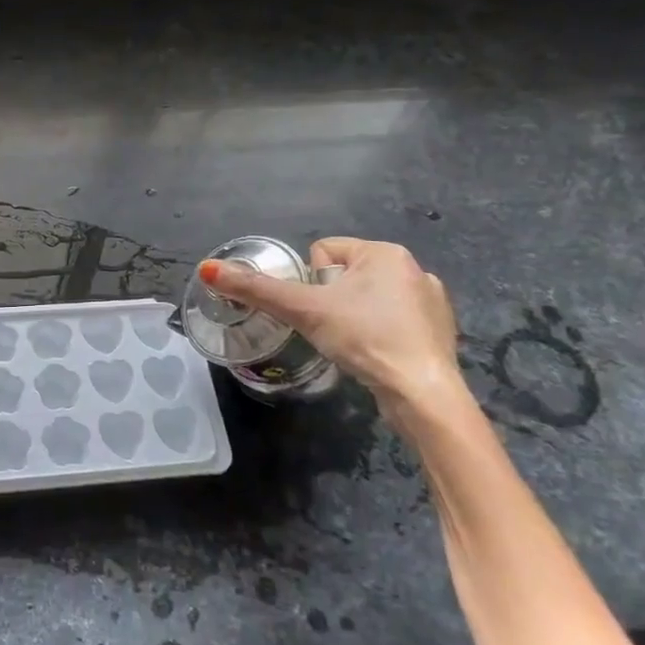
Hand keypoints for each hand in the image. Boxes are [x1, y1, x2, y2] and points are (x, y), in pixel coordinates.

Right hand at [198, 238, 459, 409]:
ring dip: (354, 318)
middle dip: (331, 302)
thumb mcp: (304, 310)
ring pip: (366, 300)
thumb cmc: (364, 338)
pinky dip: (378, 335)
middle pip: (343, 276)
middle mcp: (412, 267)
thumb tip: (207, 269)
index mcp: (384, 251)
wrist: (421, 392)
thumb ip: (256, 289)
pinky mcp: (437, 330)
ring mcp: (430, 299)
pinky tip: (377, 355)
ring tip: (355, 345)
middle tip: (333, 330)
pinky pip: (391, 322)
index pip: (322, 253)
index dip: (311, 284)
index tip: (321, 311)